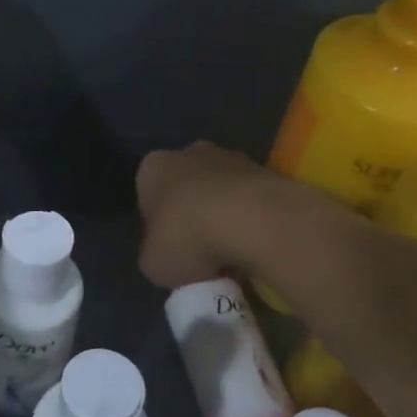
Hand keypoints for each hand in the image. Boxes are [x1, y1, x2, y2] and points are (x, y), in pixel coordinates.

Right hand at [137, 142, 338, 289]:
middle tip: (201, 255)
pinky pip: (253, 202)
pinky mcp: (268, 172)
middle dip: (193, 218)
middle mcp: (190, 153)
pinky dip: (253, 222)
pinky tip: (256, 249)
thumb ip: (155, 255)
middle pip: (187, 190)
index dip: (158, 227)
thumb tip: (168, 257)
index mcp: (153, 168)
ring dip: (226, 220)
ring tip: (233, 258)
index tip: (171, 251)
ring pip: (223, 194)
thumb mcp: (153, 263)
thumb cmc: (187, 237)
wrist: (252, 220)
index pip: (148, 196)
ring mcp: (232, 158)